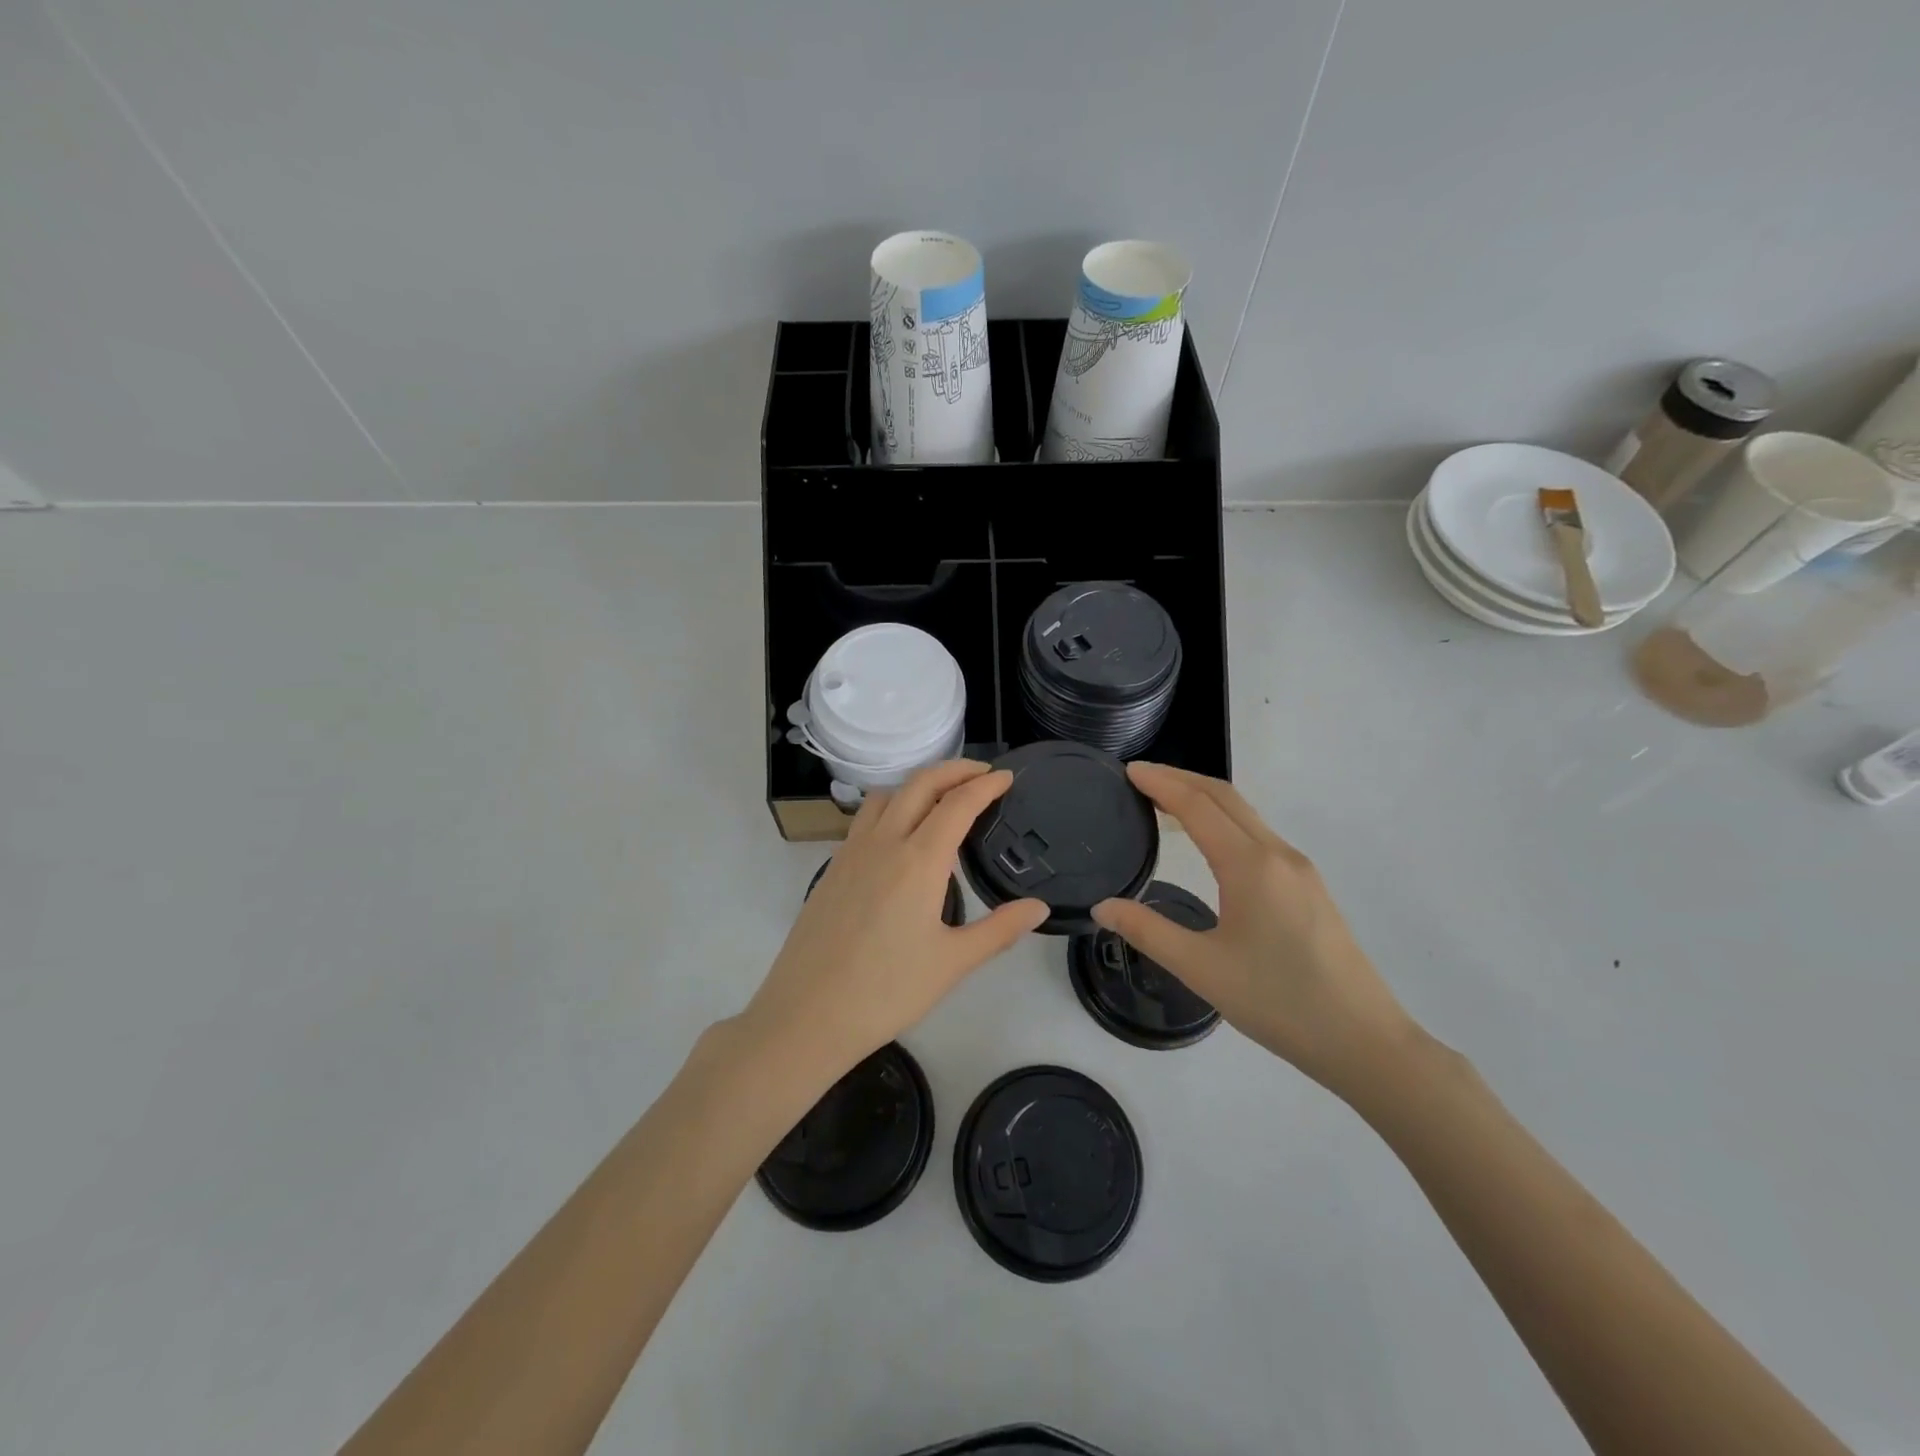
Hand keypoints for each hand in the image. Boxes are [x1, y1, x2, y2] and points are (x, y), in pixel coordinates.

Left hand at [741, 761, 1048, 1084]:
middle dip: (954, 770)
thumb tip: (1039, 908)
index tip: (1008, 777)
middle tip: (982, 774)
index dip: (986, 785)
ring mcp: (851, 852)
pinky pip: (865, 818)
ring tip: (942, 798)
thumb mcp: (953, 963)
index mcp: (919, 860)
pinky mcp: (831, 868)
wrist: (807, 1014)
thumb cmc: (887, 991)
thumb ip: (1000, 930)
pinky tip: (900, 836)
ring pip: (887, 795)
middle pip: (920, 784)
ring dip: (919, 784)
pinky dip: (892, 806)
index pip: (958, 803)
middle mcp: (883, 843)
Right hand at [1092, 763, 1416, 1096]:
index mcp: (1251, 866)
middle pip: (1226, 798)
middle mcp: (1278, 855)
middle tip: (1141, 778)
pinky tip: (1210, 845)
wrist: (1363, 1041)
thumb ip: (1147, 931)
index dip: (1161, 784)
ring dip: (1205, 800)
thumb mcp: (1201, 969)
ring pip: (1246, 816)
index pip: (1198, 806)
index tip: (1128, 771)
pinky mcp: (1310, 889)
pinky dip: (1225, 823)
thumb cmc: (1278, 1002)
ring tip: (1166, 805)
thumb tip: (1102, 907)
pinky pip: (1259, 837)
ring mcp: (1300, 871)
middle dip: (1182, 780)